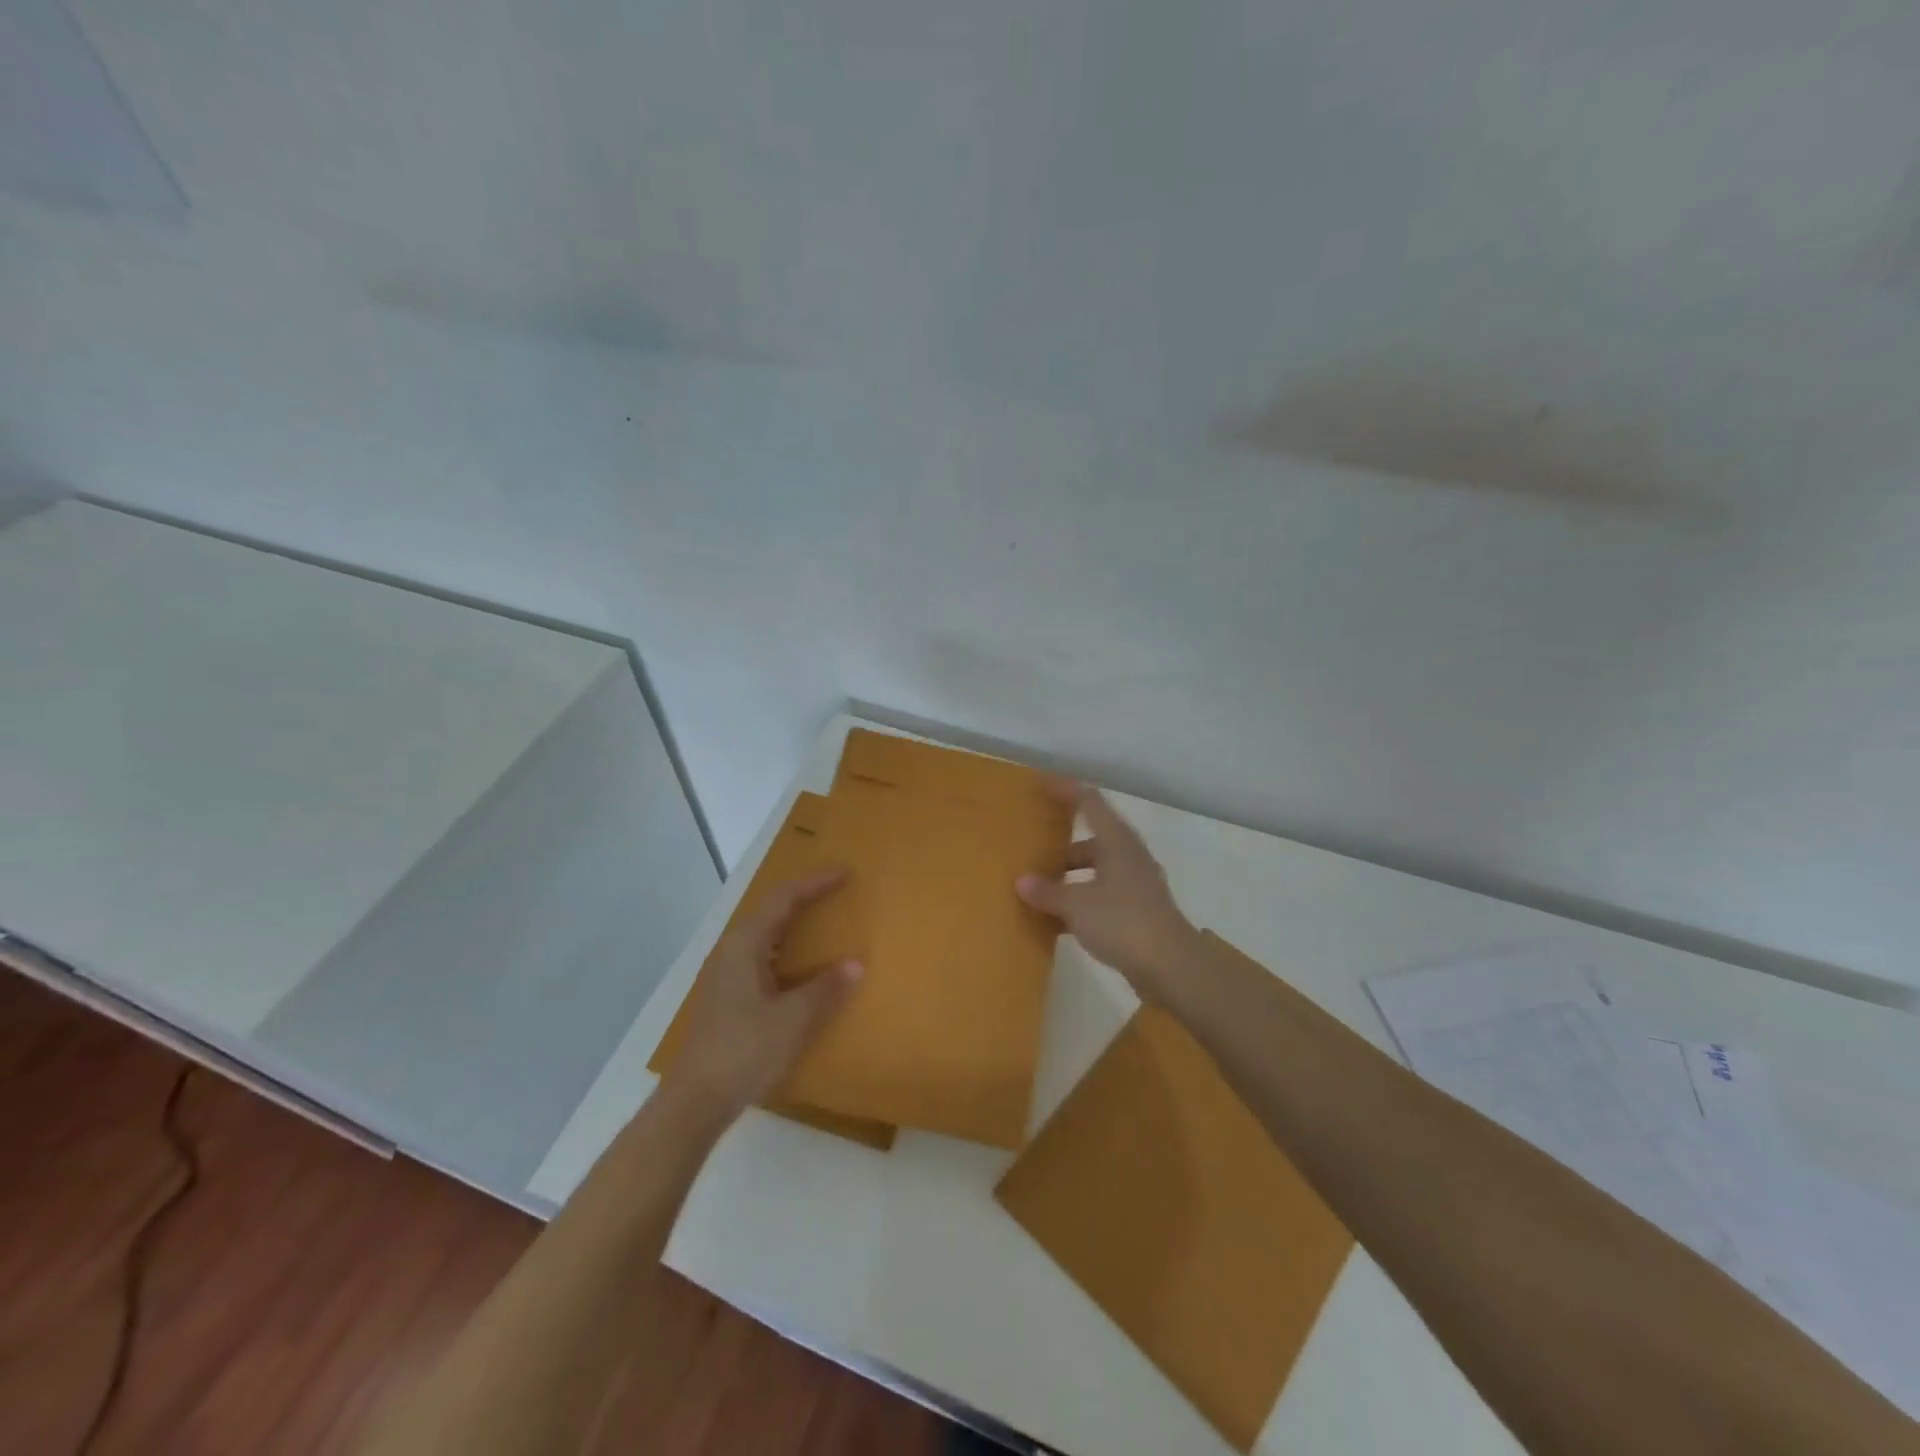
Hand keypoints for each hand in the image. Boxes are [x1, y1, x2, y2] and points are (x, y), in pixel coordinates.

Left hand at [666, 869, 862, 1117]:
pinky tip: (802, 969)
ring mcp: (726, 975)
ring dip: (793, 924)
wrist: (694, 1101)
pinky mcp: (727, 997)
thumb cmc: (744, 1051)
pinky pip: (762, 957)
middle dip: (802, 898)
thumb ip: (825, 989)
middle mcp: (732, 952)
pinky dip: (786, 950)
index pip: (782, 899)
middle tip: (836, 892)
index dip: (814, 883)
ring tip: (823, 922)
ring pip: (764, 935)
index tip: (844, 873)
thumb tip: (855, 964)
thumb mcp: (792, 1019)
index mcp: (745, 945)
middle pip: (770, 911)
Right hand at [1016, 782, 1200, 1002]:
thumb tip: (1022, 881)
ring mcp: (1136, 884)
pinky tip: (1058, 919)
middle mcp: (1129, 856)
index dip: (1066, 789)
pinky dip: (1081, 899)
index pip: (1089, 802)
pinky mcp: (1138, 912)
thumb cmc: (1123, 921)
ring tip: (1039, 886)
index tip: (1041, 783)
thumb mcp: (1076, 905)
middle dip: (1062, 842)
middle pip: (1092, 838)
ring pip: (1097, 868)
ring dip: (1070, 874)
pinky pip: (1102, 894)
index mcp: (1117, 841)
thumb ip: (1048, 891)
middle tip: (1033, 846)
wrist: (1171, 967)